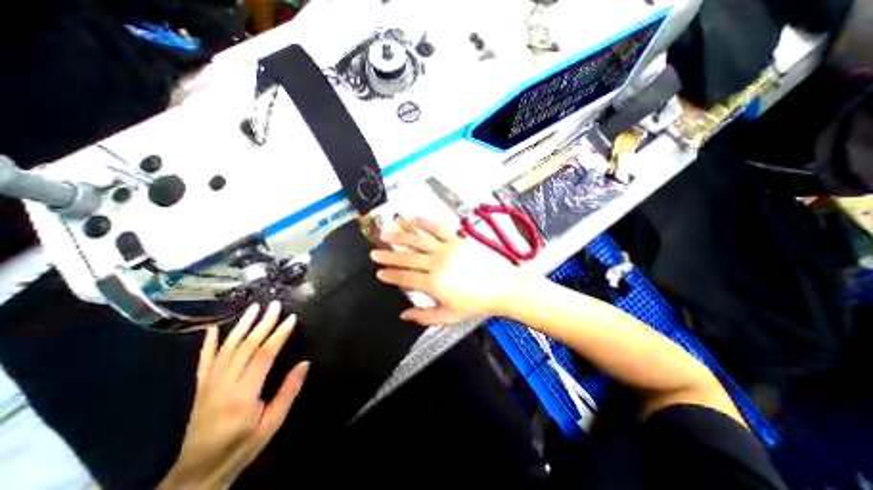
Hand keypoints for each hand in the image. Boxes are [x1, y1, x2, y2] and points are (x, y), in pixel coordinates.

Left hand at [158, 302, 309, 489]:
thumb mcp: (272, 423)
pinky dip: (208, 343)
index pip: (264, 355)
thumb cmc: (242, 446)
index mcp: (243, 394)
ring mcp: (208, 384)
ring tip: (253, 308)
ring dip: (241, 326)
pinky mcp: (200, 387)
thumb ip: (288, 391)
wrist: (197, 474)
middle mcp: (223, 384)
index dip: (279, 334)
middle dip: (262, 323)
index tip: (291, 318)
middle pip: (245, 346)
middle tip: (275, 305)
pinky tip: (213, 328)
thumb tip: (305, 363)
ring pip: (226, 348)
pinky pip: (203, 361)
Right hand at [369, 218, 519, 325]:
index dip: (390, 275)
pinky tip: (414, 218)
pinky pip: (439, 227)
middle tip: (374, 252)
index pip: (405, 278)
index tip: (379, 272)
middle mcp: (436, 263)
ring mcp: (447, 248)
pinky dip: (425, 222)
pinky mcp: (458, 239)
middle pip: (406, 258)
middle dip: (388, 255)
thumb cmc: (476, 303)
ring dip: (399, 236)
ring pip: (418, 240)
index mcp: (433, 283)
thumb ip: (424, 316)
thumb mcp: (449, 315)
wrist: (502, 287)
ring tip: (385, 233)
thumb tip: (403, 314)